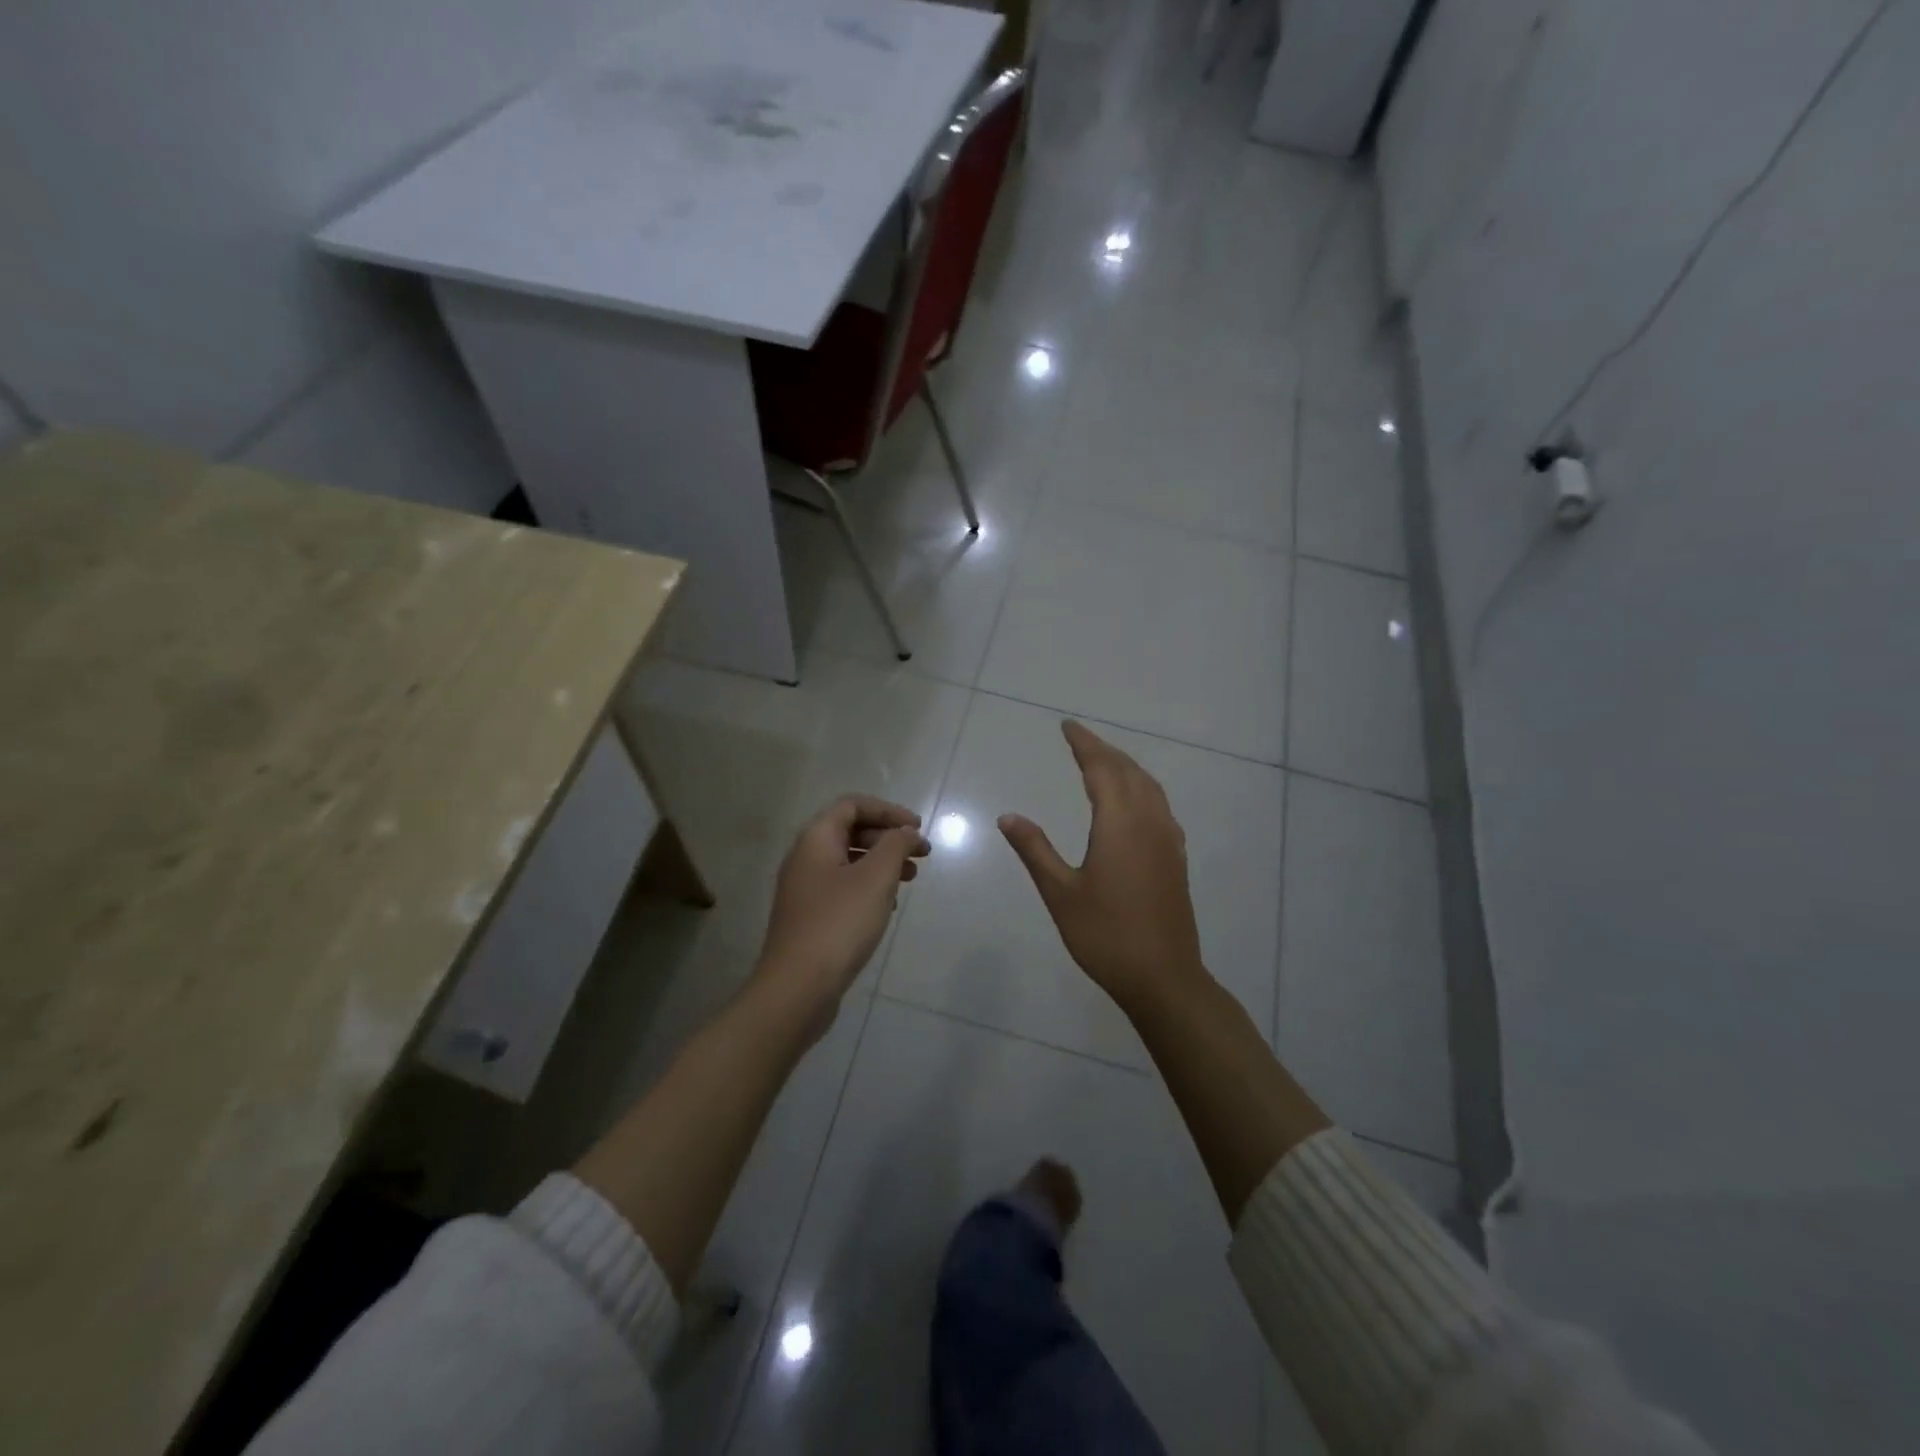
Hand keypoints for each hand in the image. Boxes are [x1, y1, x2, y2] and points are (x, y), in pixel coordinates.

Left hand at [757, 796, 929, 1022]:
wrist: (798, 988)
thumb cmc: (839, 923)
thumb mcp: (876, 877)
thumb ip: (896, 845)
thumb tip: (907, 832)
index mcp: (815, 840)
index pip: (852, 805)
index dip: (887, 810)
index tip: (917, 828)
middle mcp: (805, 858)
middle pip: (850, 831)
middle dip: (888, 837)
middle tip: (922, 853)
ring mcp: (805, 890)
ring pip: (848, 861)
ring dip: (882, 863)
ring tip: (911, 878)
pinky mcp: (810, 917)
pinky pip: (843, 888)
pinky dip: (869, 887)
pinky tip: (888, 906)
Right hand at [998, 721, 1207, 1013]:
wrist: (1163, 977)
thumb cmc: (1105, 935)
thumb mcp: (1060, 892)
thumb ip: (1035, 849)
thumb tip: (1008, 817)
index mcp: (1120, 824)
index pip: (1101, 769)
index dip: (1084, 744)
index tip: (1067, 726)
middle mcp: (1148, 822)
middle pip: (1128, 771)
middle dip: (1103, 751)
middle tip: (1079, 739)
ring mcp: (1167, 839)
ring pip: (1149, 786)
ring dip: (1125, 767)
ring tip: (1104, 761)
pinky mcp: (1176, 858)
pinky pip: (1159, 805)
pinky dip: (1142, 788)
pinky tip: (1134, 802)